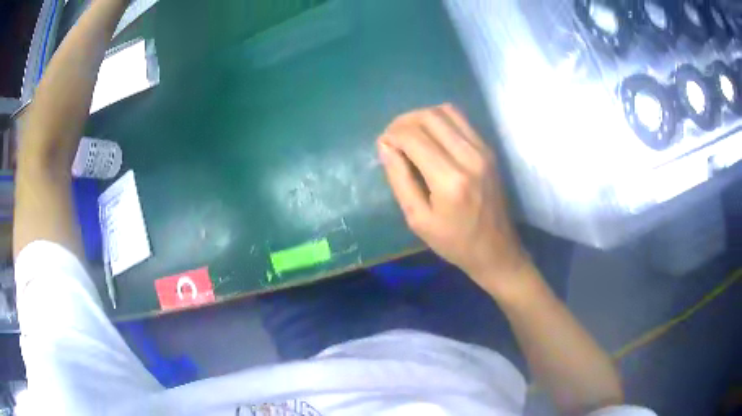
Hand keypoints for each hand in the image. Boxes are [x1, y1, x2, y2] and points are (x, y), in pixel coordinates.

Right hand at [377, 104, 528, 290]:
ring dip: (421, 116)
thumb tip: (385, 146)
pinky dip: (440, 119)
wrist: (496, 249)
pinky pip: (461, 119)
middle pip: (429, 116)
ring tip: (410, 134)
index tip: (383, 145)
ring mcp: (483, 149)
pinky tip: (431, 136)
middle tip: (392, 137)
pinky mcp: (489, 149)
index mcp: (449, 180)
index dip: (392, 135)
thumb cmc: (454, 242)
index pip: (413, 136)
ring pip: (446, 111)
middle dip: (403, 121)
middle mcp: (469, 157)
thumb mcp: (418, 219)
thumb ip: (399, 179)